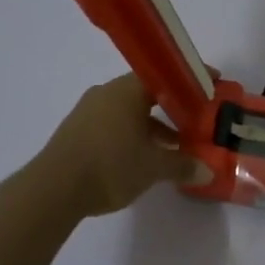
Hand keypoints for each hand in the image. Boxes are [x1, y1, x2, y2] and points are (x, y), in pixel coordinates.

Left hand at [35, 74, 212, 218]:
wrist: (53, 189)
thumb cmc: (110, 166)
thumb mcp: (153, 167)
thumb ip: (182, 165)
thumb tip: (208, 171)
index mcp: (126, 91)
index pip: (163, 74)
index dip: (188, 81)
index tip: (211, 85)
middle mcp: (106, 94)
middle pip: (146, 93)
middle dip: (172, 108)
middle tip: (195, 121)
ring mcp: (88, 112)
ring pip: (129, 112)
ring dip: (152, 126)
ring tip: (173, 148)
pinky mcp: (76, 132)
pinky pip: (113, 126)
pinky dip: (132, 136)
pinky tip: (142, 159)